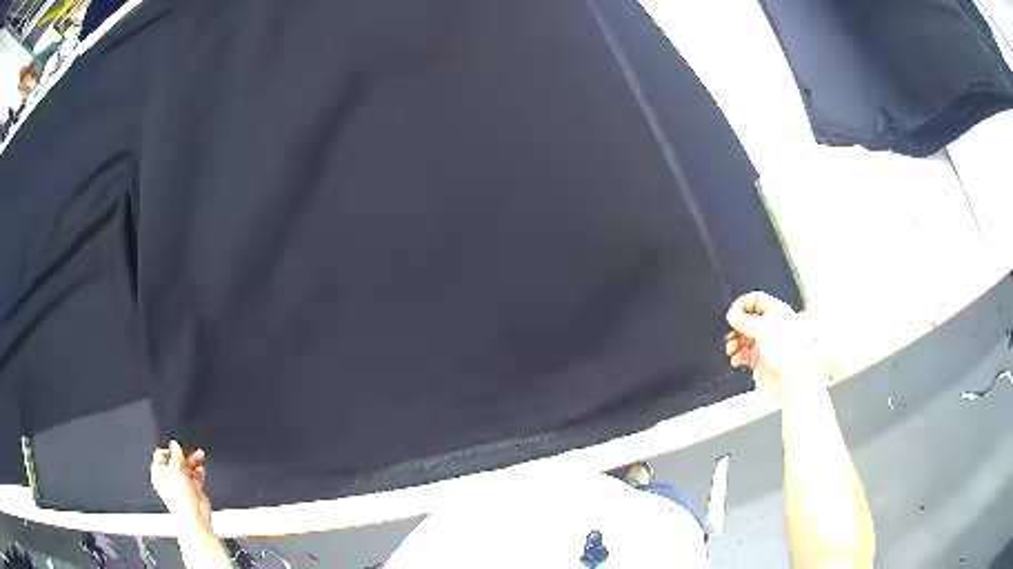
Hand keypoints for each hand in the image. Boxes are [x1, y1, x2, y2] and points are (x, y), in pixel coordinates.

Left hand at [151, 440, 211, 531]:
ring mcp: (181, 486)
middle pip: (176, 461)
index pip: (161, 455)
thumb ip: (175, 455)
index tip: (177, 448)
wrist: (194, 517)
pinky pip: (196, 477)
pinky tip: (201, 469)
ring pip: (187, 468)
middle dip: (184, 456)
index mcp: (159, 474)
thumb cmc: (180, 499)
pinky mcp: (193, 490)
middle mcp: (169, 479)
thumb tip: (175, 445)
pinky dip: (199, 472)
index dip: (169, 450)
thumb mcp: (175, 469)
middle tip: (190, 451)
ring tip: (199, 456)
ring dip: (193, 462)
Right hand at [724, 291, 822, 399]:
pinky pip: (744, 353)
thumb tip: (732, 315)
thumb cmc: (787, 352)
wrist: (791, 378)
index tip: (732, 315)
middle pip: (747, 319)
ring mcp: (766, 342)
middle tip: (731, 333)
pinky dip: (738, 355)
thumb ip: (743, 321)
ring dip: (735, 342)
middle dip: (736, 327)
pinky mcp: (761, 358)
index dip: (741, 305)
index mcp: (775, 311)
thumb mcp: (762, 329)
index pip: (754, 300)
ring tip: (731, 349)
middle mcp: (771, 325)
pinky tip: (736, 359)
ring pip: (744, 337)